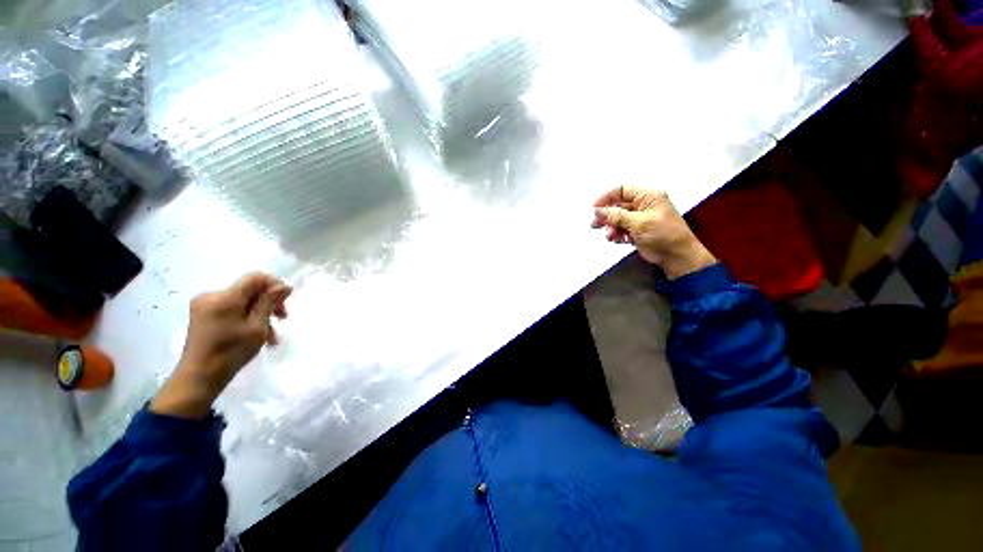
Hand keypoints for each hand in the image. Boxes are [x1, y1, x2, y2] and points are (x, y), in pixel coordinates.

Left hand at [151, 273, 291, 418]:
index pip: (255, 277)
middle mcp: (212, 295)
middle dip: (269, 302)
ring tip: (271, 334)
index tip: (286, 301)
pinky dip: (247, 318)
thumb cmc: (231, 352)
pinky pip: (233, 309)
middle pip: (249, 289)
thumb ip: (269, 302)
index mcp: (224, 298)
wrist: (199, 377)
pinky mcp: (203, 314)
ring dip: (260, 313)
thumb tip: (284, 286)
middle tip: (282, 319)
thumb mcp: (257, 327)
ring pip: (243, 301)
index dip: (274, 284)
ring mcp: (205, 305)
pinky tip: (257, 334)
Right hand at [592, 186, 716, 278]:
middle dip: (607, 215)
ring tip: (610, 236)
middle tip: (596, 225)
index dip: (607, 197)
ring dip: (611, 227)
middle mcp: (644, 204)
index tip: (595, 209)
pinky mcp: (638, 230)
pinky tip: (618, 240)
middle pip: (618, 205)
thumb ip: (616, 216)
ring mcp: (641, 218)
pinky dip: (617, 234)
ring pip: (618, 218)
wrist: (677, 256)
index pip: (623, 190)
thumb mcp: (638, 223)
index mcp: (648, 196)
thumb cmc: (663, 235)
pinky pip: (622, 228)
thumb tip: (598, 210)